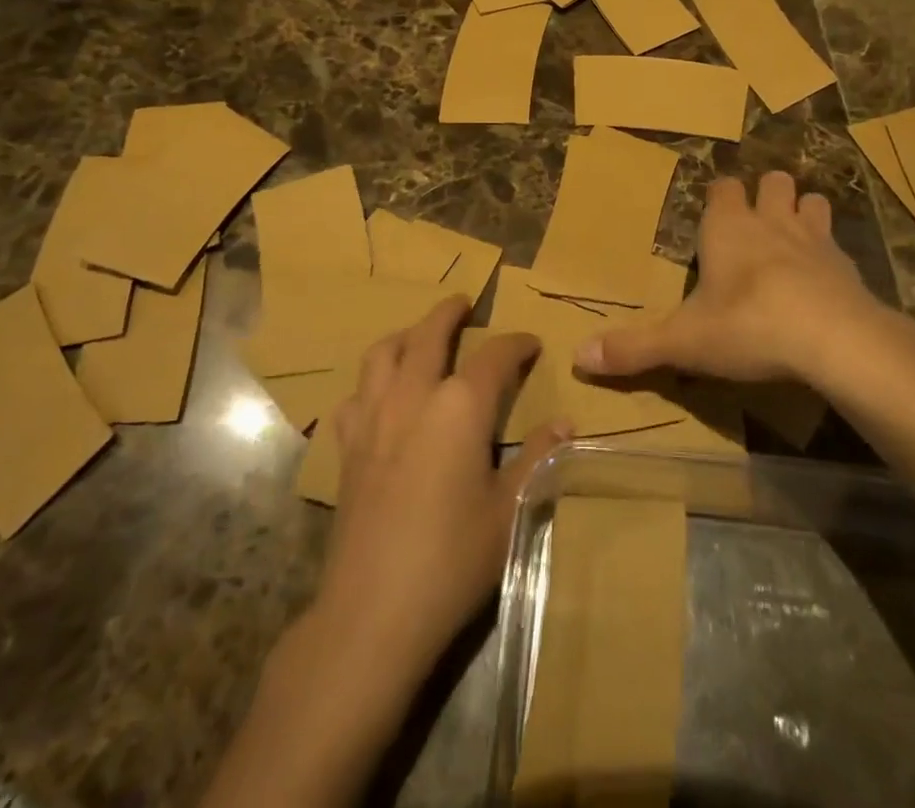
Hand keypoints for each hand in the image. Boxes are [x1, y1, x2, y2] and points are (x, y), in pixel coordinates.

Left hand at [317, 299, 568, 688]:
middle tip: (464, 302)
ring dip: (404, 335)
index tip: (531, 343)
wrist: (373, 613)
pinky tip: (381, 397)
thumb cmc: (452, 559)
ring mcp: (374, 419)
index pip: (494, 355)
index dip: (516, 344)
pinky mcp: (348, 448)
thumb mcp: (509, 510)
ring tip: (418, 335)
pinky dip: (371, 383)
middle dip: (449, 313)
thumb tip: (566, 423)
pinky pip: (355, 396)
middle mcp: (413, 397)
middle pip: (428, 334)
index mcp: (460, 406)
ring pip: (382, 354)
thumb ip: (536, 458)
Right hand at [575, 171, 892, 386]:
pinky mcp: (848, 266)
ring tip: (793, 238)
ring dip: (803, 212)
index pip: (722, 187)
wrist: (834, 339)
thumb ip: (634, 348)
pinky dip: (830, 255)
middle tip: (756, 220)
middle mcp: (771, 221)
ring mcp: (815, 239)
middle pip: (773, 182)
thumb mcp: (683, 342)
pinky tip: (825, 282)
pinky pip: (838, 246)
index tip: (712, 209)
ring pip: (812, 202)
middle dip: (766, 192)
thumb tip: (579, 357)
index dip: (718, 195)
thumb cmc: (748, 325)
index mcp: (727, 227)